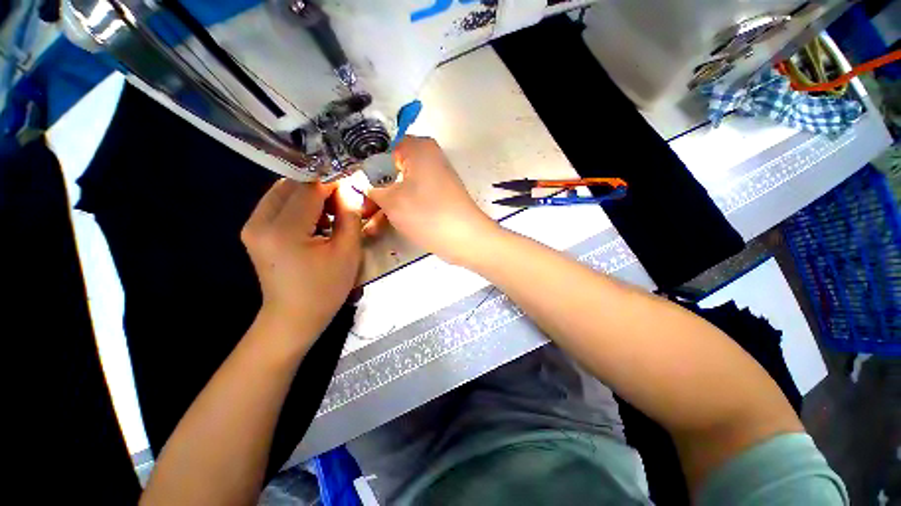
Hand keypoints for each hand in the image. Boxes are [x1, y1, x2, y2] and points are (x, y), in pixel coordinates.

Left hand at [241, 180, 361, 343]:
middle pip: (292, 185)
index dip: (333, 184)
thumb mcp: (347, 252)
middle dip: (320, 188)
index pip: (309, 188)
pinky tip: (315, 223)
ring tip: (331, 215)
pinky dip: (299, 206)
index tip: (352, 190)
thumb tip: (349, 189)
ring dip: (309, 197)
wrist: (294, 317)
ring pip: (283, 192)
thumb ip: (349, 215)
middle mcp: (259, 222)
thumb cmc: (326, 288)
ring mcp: (252, 226)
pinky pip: (277, 205)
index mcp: (283, 230)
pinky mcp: (253, 232)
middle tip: (343, 203)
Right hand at [367, 136, 496, 264]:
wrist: (465, 239)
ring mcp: (433, 178)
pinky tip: (379, 225)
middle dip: (372, 189)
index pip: (380, 146)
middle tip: (356, 205)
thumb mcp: (392, 201)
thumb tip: (362, 185)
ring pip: (400, 186)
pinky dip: (398, 208)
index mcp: (417, 147)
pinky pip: (412, 197)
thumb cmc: (427, 214)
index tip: (347, 181)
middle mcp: (427, 158)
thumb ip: (371, 189)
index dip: (362, 164)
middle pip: (390, 168)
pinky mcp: (437, 196)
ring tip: (364, 221)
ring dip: (383, 203)